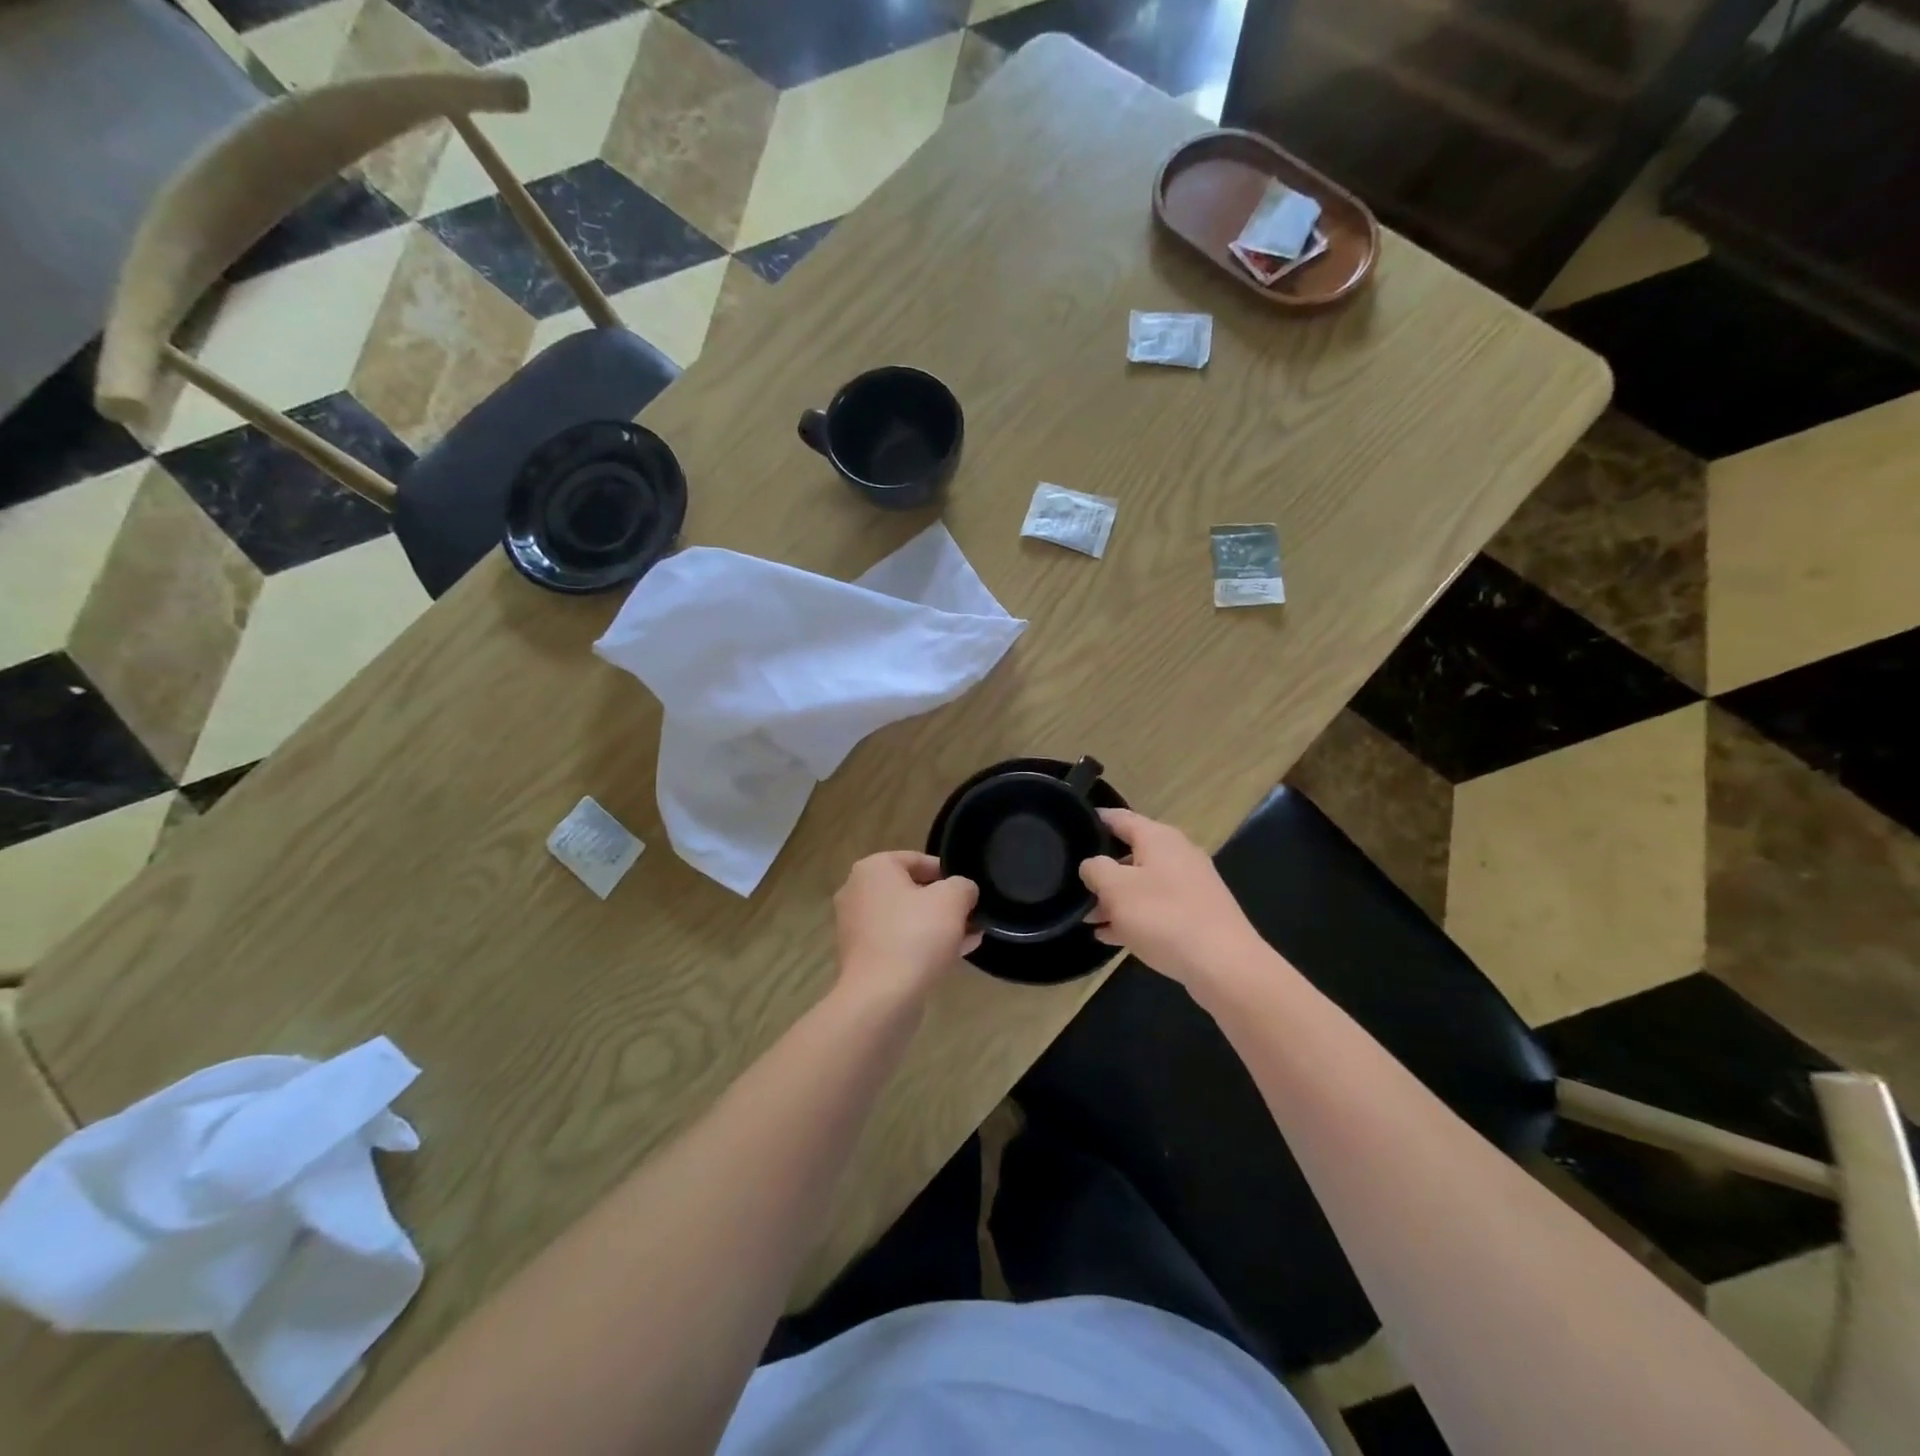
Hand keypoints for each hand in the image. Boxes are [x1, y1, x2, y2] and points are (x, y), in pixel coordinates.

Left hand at [834, 852, 980, 1002]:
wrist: (881, 998)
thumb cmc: (915, 935)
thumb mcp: (952, 900)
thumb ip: (963, 886)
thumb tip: (963, 891)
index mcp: (873, 869)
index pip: (918, 860)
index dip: (948, 873)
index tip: (969, 891)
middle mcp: (858, 892)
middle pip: (912, 890)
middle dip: (944, 903)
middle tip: (972, 915)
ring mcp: (857, 927)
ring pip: (907, 919)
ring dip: (938, 926)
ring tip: (971, 936)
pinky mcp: (862, 957)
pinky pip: (899, 942)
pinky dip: (923, 945)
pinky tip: (955, 955)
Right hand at [1080, 809, 1269, 992]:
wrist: (1224, 964)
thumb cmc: (1163, 916)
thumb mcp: (1116, 888)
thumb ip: (1095, 869)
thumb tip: (1092, 865)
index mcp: (1158, 838)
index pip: (1119, 817)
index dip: (1094, 821)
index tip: (1070, 828)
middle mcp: (1177, 854)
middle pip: (1130, 853)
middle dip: (1102, 870)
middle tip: (1074, 885)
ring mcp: (1190, 885)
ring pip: (1142, 884)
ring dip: (1115, 899)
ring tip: (1087, 918)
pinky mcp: (1197, 914)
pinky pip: (1157, 908)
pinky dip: (1134, 917)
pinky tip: (1111, 936)